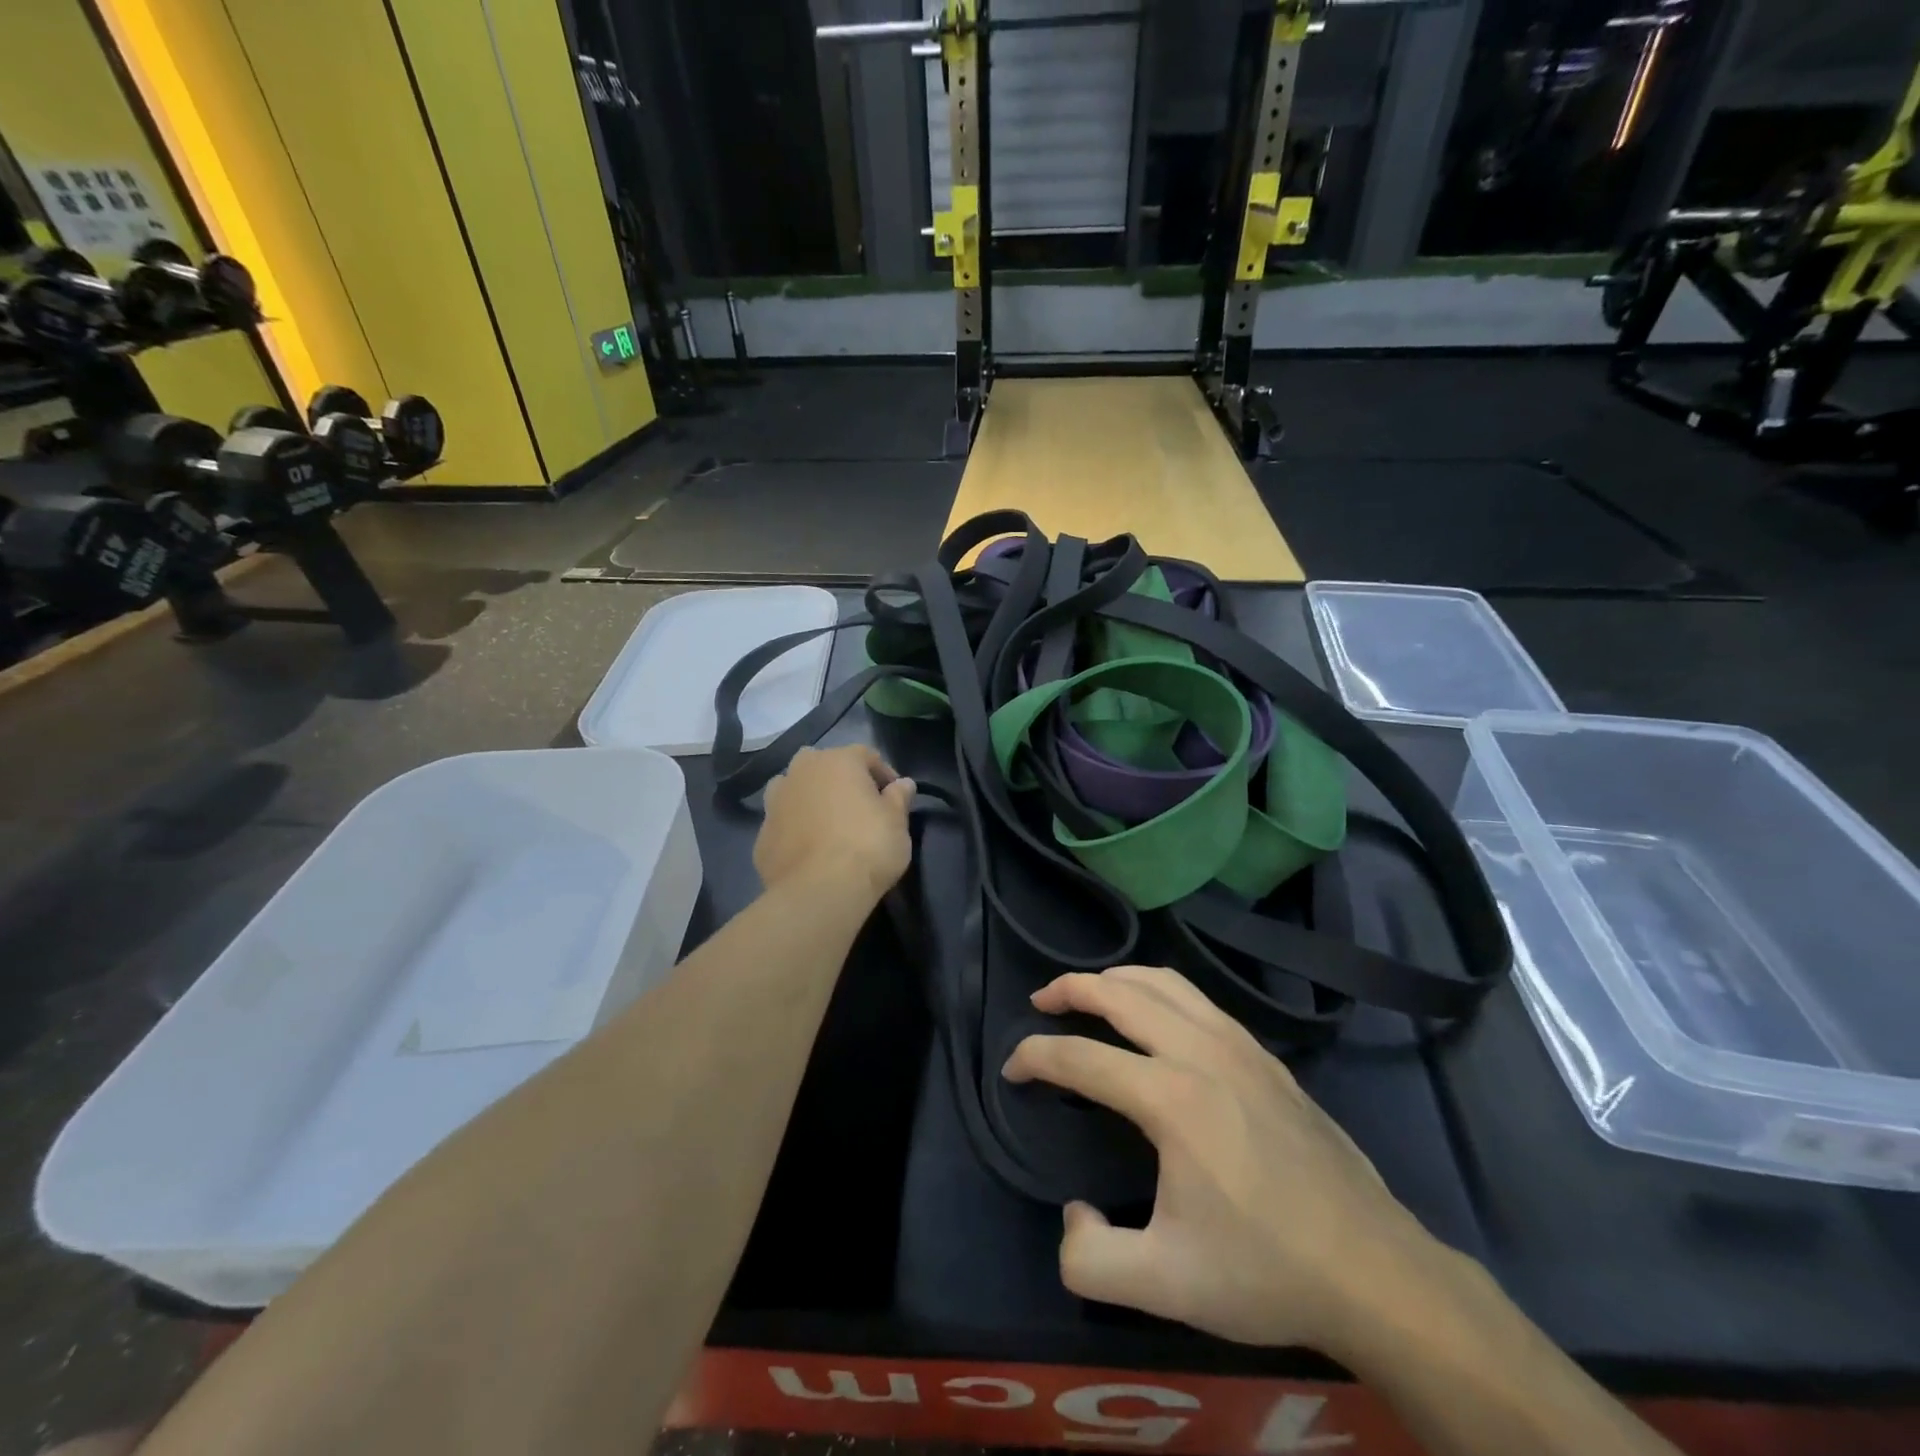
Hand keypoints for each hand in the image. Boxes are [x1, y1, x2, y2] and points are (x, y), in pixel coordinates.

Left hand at [755, 745, 914, 900]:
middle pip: (824, 765)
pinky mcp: (762, 834)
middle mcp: (802, 772)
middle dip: (840, 780)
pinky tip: (809, 850)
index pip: (866, 755)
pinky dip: (795, 828)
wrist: (820, 891)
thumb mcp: (898, 822)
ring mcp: (775, 802)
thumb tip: (904, 784)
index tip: (895, 796)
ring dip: (810, 798)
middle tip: (858, 806)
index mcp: (838, 761)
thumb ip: (899, 798)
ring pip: (794, 788)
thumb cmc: (868, 847)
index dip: (884, 774)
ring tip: (828, 824)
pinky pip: (783, 822)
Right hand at [1003, 966, 1448, 1354]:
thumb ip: (1090, 1259)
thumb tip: (1074, 1214)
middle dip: (1071, 988)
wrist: (1374, 1271)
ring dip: (1116, 978)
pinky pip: (1198, 999)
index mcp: (1171, 1098)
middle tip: (1041, 1000)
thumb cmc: (1266, 1272)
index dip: (1036, 1057)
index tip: (1011, 1070)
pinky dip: (1159, 988)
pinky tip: (1156, 1014)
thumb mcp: (1164, 1286)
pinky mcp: (1265, 1056)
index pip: (1082, 1058)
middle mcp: (1200, 1053)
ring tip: (1090, 991)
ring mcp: (1239, 1046)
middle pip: (1120, 993)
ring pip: (1164, 982)